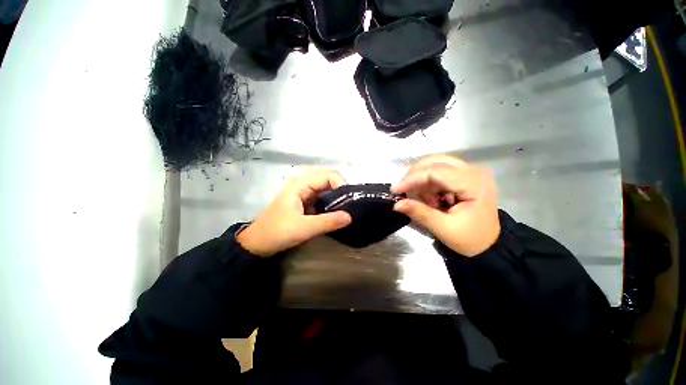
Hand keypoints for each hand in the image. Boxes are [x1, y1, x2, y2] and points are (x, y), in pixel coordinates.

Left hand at [237, 169, 352, 256]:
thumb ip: (328, 222)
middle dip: (341, 190)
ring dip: (337, 197)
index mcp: (301, 184)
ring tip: (347, 208)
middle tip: (351, 204)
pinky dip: (331, 203)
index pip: (329, 175)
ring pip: (326, 189)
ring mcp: (304, 193)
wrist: (257, 244)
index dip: (341, 185)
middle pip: (328, 180)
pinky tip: (337, 212)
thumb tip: (350, 216)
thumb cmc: (277, 232)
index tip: (349, 200)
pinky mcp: (305, 202)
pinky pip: (322, 198)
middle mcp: (303, 184)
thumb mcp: (304, 228)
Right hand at [392, 155, 499, 256]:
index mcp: (473, 183)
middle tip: (403, 191)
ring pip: (435, 164)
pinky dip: (428, 183)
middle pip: (435, 161)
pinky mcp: (464, 176)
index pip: (435, 171)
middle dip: (415, 175)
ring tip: (422, 200)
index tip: (395, 190)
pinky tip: (430, 197)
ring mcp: (470, 171)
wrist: (489, 245)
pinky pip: (439, 171)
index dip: (412, 179)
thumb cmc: (470, 239)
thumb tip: (396, 204)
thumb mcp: (443, 228)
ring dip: (421, 180)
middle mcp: (473, 171)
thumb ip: (419, 213)